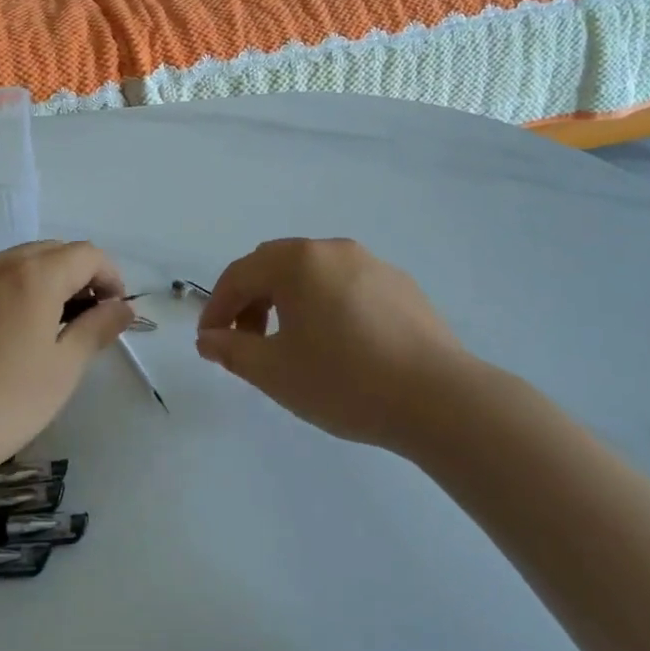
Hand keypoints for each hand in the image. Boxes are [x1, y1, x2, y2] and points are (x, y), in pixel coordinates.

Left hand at [0, 241, 133, 484]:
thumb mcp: (62, 371)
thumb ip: (97, 330)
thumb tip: (122, 308)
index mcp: (34, 275)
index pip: (87, 254)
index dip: (111, 277)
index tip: (115, 314)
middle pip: (52, 252)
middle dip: (79, 277)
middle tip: (86, 323)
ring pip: (17, 264)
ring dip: (44, 284)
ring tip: (47, 332)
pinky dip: (10, 295)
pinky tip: (3, 340)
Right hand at [196, 238, 479, 451]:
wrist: (440, 400)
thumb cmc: (344, 381)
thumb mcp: (275, 372)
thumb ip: (231, 350)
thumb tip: (209, 339)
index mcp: (297, 262)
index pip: (239, 275)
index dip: (216, 308)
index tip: (210, 343)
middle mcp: (332, 250)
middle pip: (274, 266)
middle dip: (251, 300)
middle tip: (247, 342)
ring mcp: (372, 263)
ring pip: (313, 274)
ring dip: (288, 301)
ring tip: (291, 344)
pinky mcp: (401, 285)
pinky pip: (346, 285)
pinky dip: (325, 305)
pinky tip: (339, 344)